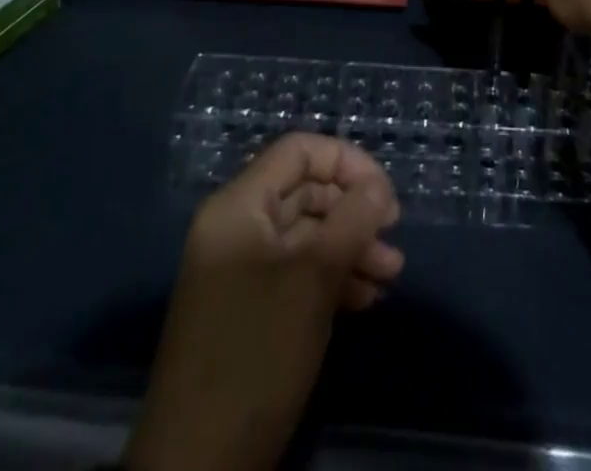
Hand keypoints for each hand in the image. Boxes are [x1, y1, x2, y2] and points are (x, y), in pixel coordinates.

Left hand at [127, 134, 404, 470]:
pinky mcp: (248, 310)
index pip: (298, 152)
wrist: (197, 467)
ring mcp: (240, 271)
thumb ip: (352, 221)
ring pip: (305, 235)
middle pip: (304, 191)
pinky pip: (295, 272)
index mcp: (238, 206)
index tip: (385, 196)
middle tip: (393, 237)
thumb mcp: (313, 280)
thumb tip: (378, 185)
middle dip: (353, 210)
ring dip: (350, 247)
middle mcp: (236, 227)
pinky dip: (331, 278)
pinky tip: (365, 300)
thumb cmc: (257, 354)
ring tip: (390, 275)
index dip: (346, 162)